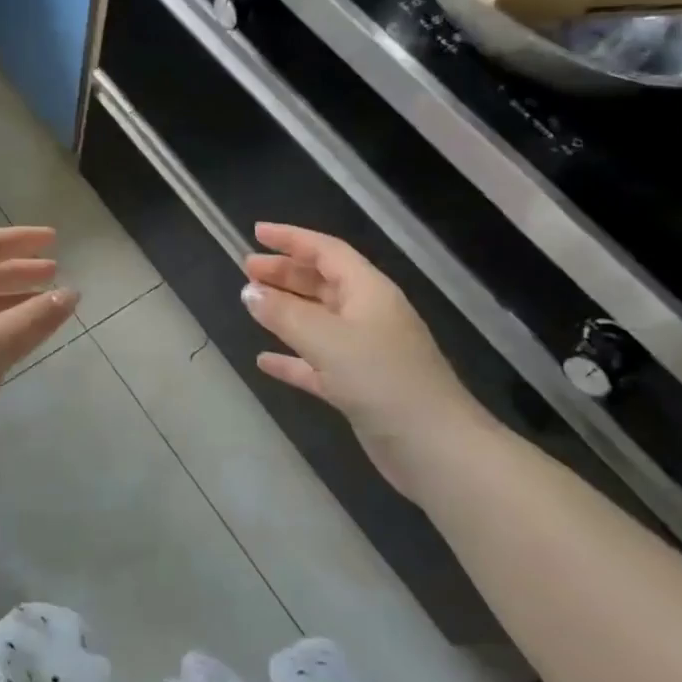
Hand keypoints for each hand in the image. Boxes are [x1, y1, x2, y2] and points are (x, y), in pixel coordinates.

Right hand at [241, 222, 488, 492]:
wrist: (434, 449)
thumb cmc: (382, 379)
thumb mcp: (328, 340)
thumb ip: (285, 314)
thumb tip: (249, 292)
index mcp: (369, 291)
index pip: (326, 251)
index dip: (292, 239)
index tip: (256, 233)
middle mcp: (368, 315)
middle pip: (321, 282)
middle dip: (285, 273)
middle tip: (247, 268)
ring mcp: (365, 352)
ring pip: (318, 321)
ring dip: (286, 311)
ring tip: (251, 304)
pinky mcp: (359, 387)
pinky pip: (317, 363)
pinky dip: (292, 358)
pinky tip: (264, 361)